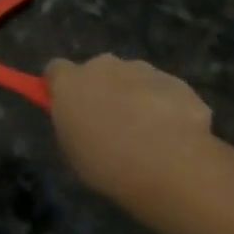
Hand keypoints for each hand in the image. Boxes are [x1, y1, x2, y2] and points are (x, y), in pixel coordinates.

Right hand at [46, 55, 213, 200]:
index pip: (56, 69)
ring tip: (148, 133)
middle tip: (110, 122)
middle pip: (98, 70)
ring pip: (133, 78)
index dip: (61, 85)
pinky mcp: (177, 82)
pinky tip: (174, 136)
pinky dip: (166, 106)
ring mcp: (143, 71)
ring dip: (135, 96)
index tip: (68, 104)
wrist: (170, 167)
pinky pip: (164, 91)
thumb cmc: (107, 164)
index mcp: (70, 82)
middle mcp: (103, 66)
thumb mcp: (73, 150)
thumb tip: (79, 116)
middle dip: (103, 88)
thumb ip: (72, 123)